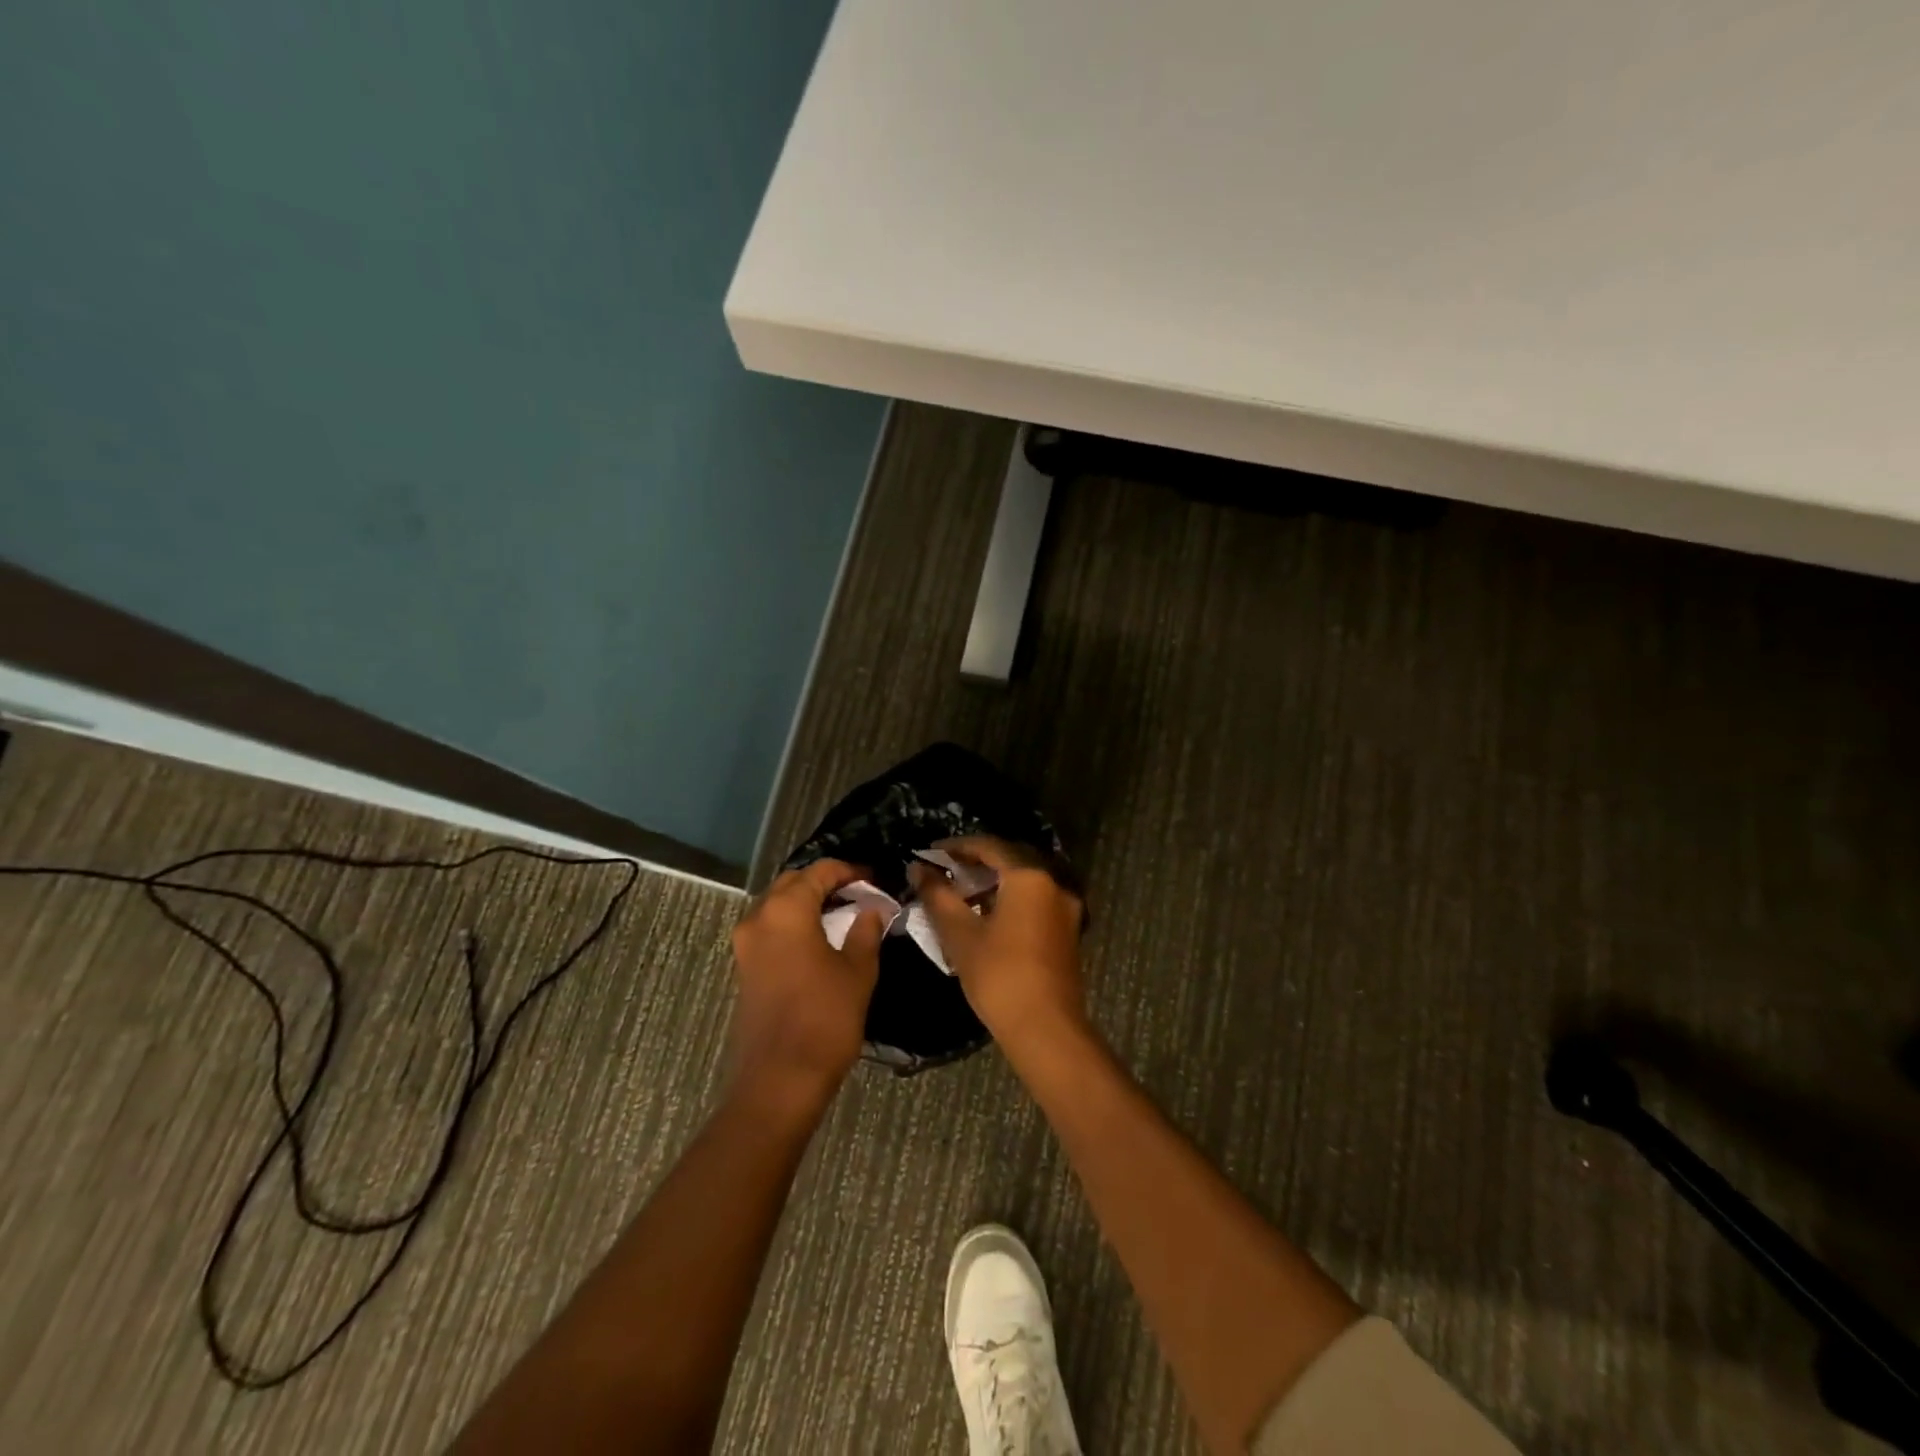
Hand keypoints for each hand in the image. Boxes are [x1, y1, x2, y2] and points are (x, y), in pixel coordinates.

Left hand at [728, 860, 885, 1114]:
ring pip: (778, 904)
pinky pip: (771, 928)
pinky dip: (795, 923)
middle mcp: (759, 917)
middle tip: (860, 892)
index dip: (850, 870)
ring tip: (844, 912)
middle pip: (793, 882)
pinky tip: (822, 937)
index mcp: (787, 910)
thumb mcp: (858, 970)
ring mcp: (746, 943)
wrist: (780, 1079)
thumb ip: (866, 930)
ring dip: (808, 902)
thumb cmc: (825, 1018)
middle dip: (826, 882)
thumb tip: (872, 909)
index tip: (876, 879)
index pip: (820, 871)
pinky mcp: (745, 966)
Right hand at [910, 836, 1087, 1052]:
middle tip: (943, 872)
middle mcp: (1053, 884)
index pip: (989, 846)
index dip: (957, 847)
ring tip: (958, 895)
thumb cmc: (1000, 976)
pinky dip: (1008, 899)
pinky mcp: (1067, 931)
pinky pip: (1033, 901)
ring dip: (991, 883)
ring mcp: (1065, 908)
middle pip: (1009, 860)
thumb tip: (918, 869)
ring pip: (1023, 882)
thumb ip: (938, 896)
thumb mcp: (960, 934)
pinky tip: (984, 916)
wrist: (1047, 1030)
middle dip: (974, 864)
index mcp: (1030, 877)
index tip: (931, 853)